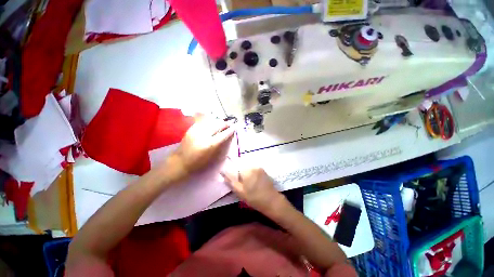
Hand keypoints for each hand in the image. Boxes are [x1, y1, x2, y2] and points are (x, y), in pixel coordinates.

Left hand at [166, 116, 234, 180]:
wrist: (180, 163)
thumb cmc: (198, 164)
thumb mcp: (213, 158)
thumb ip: (221, 146)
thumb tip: (228, 136)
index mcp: (209, 145)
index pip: (223, 134)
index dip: (230, 129)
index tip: (235, 126)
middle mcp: (203, 135)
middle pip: (217, 125)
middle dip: (225, 123)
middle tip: (230, 124)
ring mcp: (196, 131)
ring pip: (211, 122)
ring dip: (218, 122)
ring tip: (222, 124)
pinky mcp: (191, 129)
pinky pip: (204, 122)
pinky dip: (210, 122)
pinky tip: (213, 124)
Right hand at [221, 164, 284, 213]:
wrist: (272, 201)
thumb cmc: (254, 198)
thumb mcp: (240, 192)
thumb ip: (230, 181)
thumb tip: (223, 173)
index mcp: (247, 169)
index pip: (235, 166)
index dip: (231, 172)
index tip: (231, 178)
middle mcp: (253, 166)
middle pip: (241, 166)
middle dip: (238, 173)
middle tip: (239, 183)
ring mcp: (259, 168)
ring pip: (247, 168)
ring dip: (244, 173)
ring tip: (245, 184)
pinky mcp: (263, 171)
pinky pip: (253, 170)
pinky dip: (250, 174)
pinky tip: (252, 183)